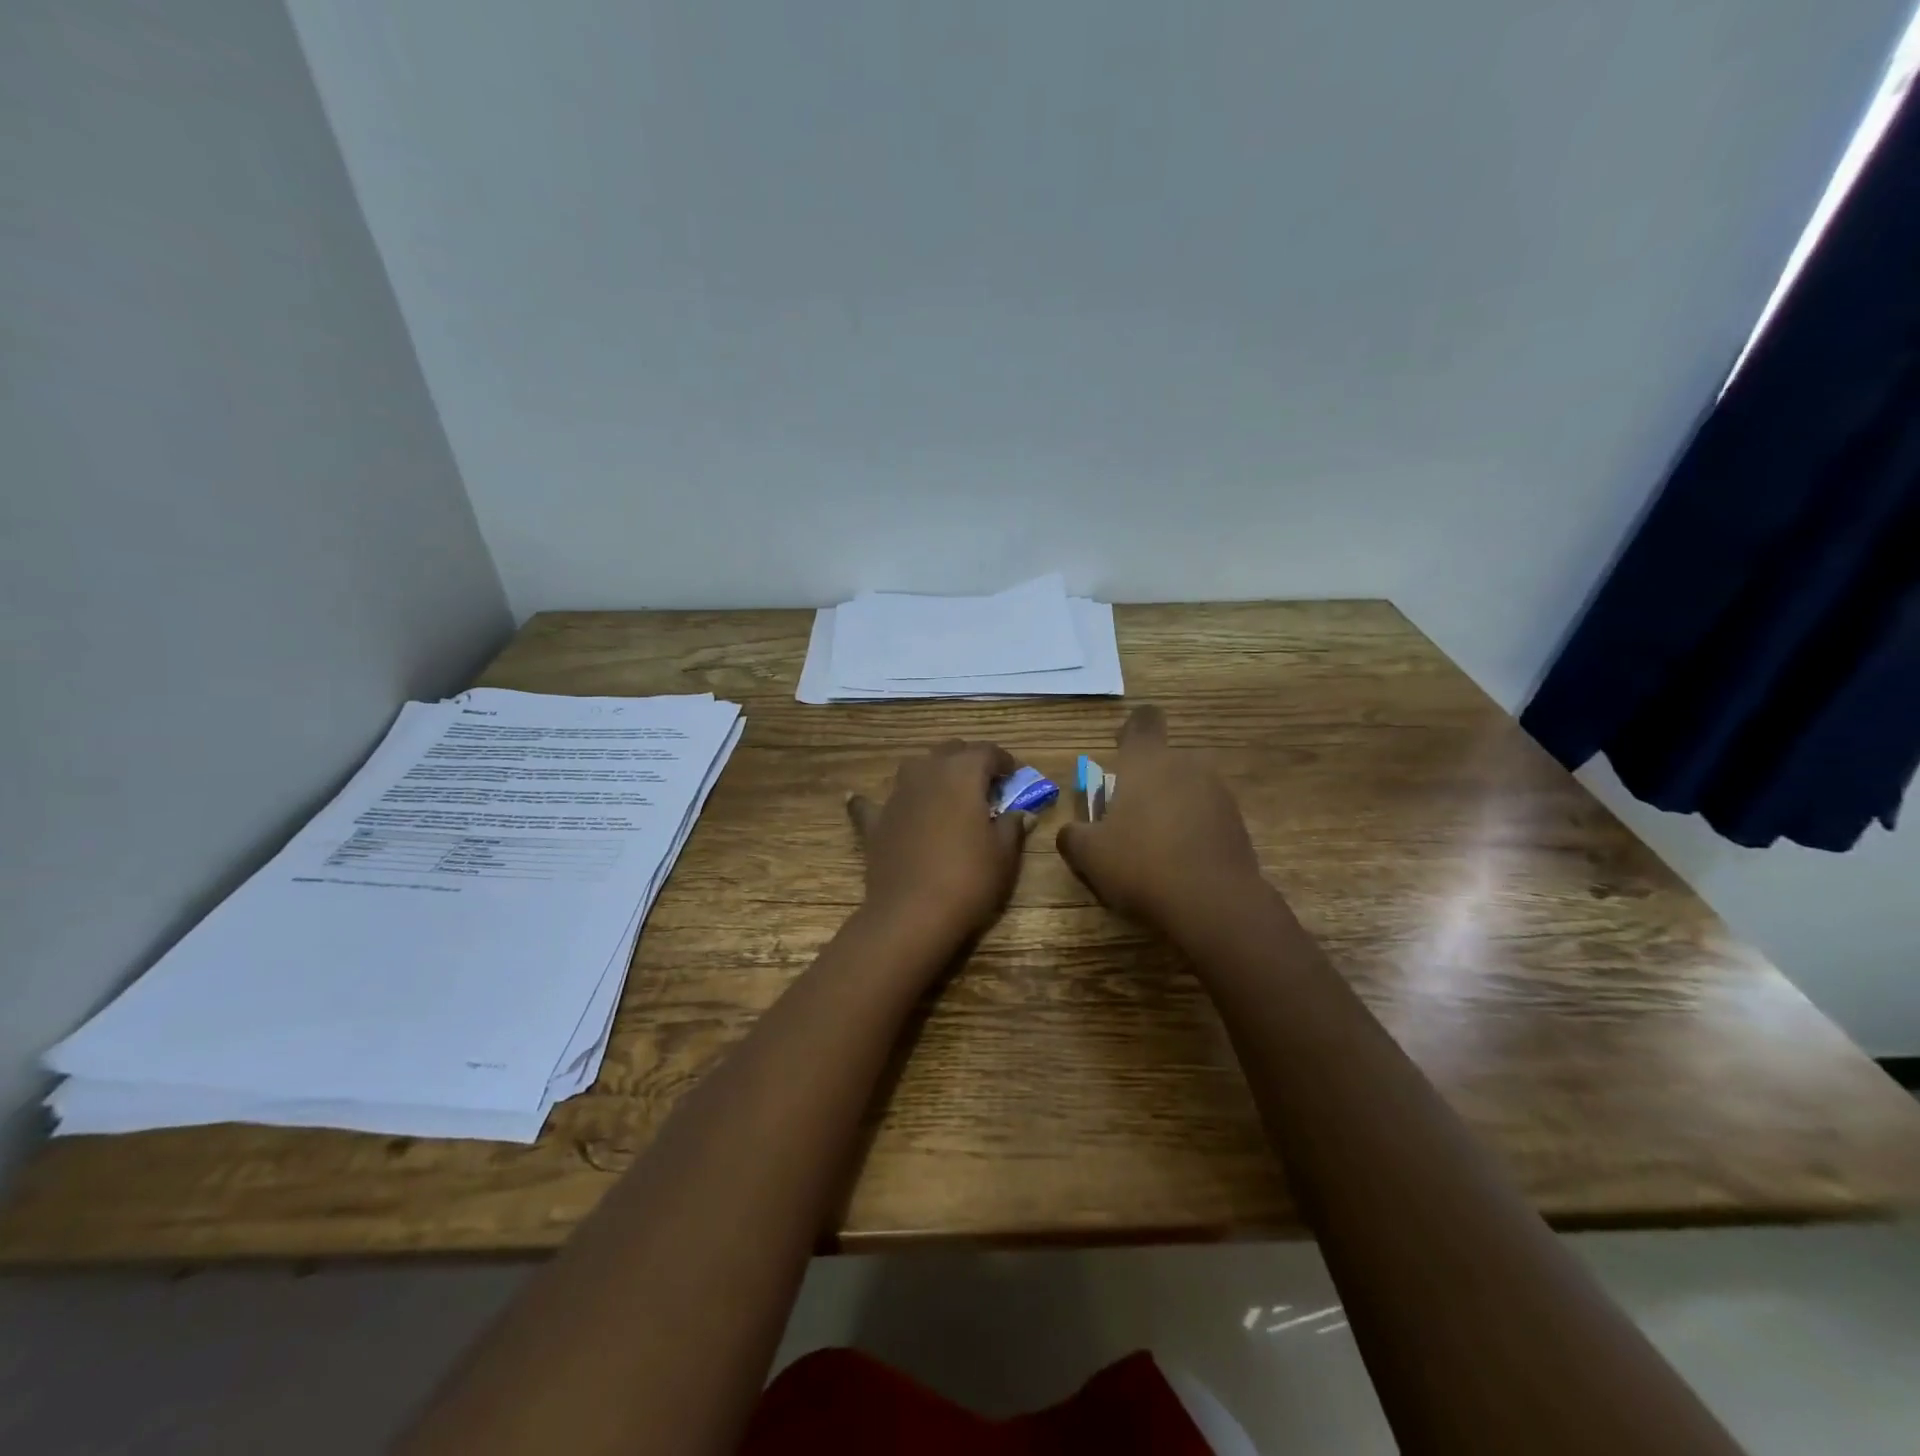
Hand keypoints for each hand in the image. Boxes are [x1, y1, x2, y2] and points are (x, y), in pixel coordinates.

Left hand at [847, 741, 1032, 944]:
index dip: (1004, 761)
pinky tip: (856, 798)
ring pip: (915, 768)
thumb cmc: (969, 879)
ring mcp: (897, 796)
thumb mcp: (1004, 854)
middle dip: (969, 761)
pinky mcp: (875, 822)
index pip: (987, 752)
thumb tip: (1021, 813)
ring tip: (945, 792)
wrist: (912, 913)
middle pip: (949, 751)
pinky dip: (870, 801)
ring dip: (931, 773)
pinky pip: (870, 804)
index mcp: (963, 773)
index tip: (1015, 777)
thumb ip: (1012, 826)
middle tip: (985, 784)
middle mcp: (927, 773)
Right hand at [1056, 705, 1267, 938]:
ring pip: (1187, 789)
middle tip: (1127, 819)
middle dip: (1146, 783)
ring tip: (1154, 848)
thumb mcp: (1089, 855)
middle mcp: (1187, 766)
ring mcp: (1218, 794)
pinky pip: (1207, 817)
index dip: (1131, 731)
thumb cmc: (1141, 865)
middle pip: (1164, 761)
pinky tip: (1180, 865)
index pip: (1143, 721)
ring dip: (1171, 808)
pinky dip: (1193, 832)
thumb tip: (1071, 832)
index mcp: (1147, 761)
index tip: (1121, 752)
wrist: (1213, 905)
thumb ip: (1073, 836)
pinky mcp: (1238, 824)